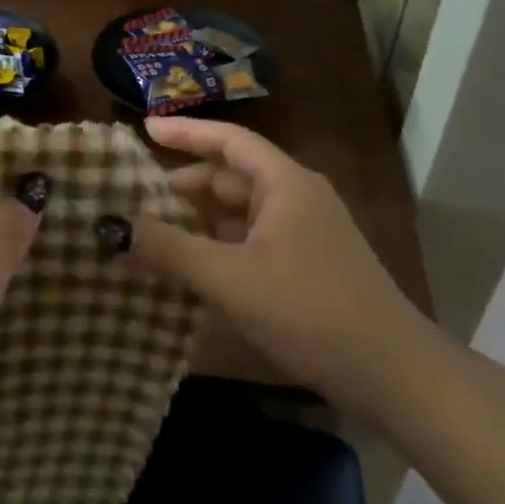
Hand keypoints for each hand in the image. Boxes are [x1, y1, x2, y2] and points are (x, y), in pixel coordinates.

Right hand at [122, 117, 437, 420]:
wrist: (391, 374)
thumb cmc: (308, 310)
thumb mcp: (229, 278)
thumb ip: (170, 249)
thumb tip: (113, 226)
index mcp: (285, 183)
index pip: (228, 140)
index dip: (184, 131)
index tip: (142, 129)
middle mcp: (297, 197)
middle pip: (231, 175)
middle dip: (184, 183)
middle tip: (135, 195)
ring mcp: (306, 233)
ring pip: (240, 211)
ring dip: (199, 218)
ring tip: (152, 230)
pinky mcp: (308, 265)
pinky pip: (251, 240)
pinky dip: (218, 245)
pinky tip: (191, 266)